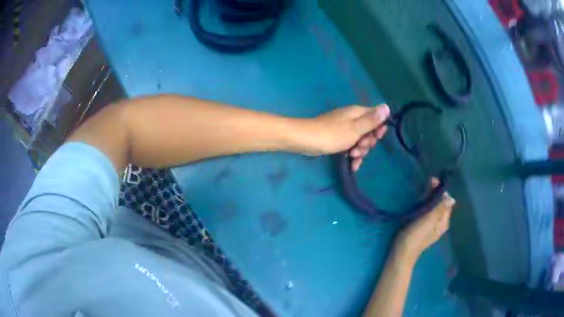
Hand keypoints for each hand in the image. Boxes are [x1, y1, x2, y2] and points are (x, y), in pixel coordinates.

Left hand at [311, 104, 389, 170]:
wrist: (305, 140)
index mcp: (357, 113)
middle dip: (367, 143)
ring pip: (360, 141)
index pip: (376, 117)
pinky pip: (350, 145)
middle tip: (360, 148)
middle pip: (369, 131)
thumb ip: (372, 120)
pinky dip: (352, 154)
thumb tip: (387, 106)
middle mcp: (352, 118)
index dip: (379, 129)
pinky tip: (352, 165)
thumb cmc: (332, 134)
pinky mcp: (337, 138)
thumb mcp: (355, 129)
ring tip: (352, 157)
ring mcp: (344, 128)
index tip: (375, 138)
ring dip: (360, 151)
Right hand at [394, 179, 455, 263]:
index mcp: (443, 221)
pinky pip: (428, 212)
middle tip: (426, 182)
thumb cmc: (415, 236)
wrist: (401, 253)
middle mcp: (440, 223)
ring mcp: (431, 226)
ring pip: (434, 207)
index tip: (432, 181)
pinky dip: (425, 204)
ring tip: (422, 189)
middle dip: (436, 192)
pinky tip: (419, 201)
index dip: (442, 190)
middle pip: (441, 203)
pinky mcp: (422, 227)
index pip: (447, 201)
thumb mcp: (429, 220)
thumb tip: (450, 196)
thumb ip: (440, 208)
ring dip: (430, 197)